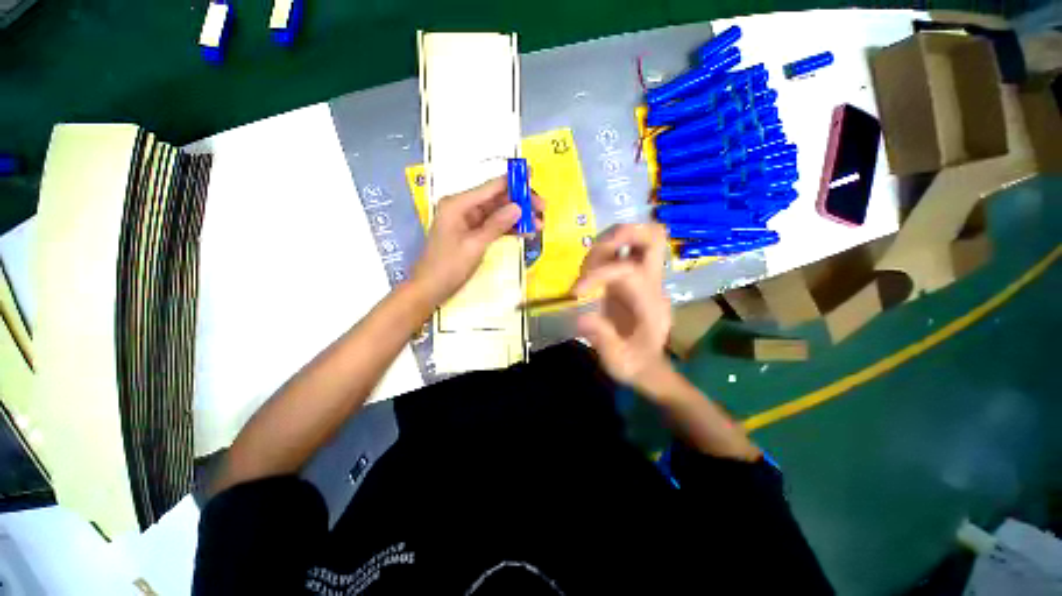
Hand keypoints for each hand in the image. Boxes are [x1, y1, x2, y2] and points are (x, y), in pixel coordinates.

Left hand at [412, 177, 541, 306]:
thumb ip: (496, 225)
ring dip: (518, 218)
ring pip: (498, 213)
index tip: (534, 178)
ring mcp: (468, 221)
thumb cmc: (448, 267)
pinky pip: (494, 226)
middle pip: (496, 199)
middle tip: (543, 209)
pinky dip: (509, 229)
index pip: (491, 187)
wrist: (430, 289)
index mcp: (458, 204)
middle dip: (520, 203)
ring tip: (539, 224)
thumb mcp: (475, 245)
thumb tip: (518, 207)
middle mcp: (463, 207)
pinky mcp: (472, 233)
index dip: (513, 182)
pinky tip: (525, 232)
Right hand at [573, 223, 672, 390]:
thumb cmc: (635, 365)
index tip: (576, 291)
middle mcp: (650, 283)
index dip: (600, 274)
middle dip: (623, 234)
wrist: (648, 368)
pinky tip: (588, 274)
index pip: (629, 270)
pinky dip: (603, 252)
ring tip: (587, 270)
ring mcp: (641, 278)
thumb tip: (579, 316)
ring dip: (607, 243)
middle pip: (653, 237)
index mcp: (650, 303)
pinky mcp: (630, 280)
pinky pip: (620, 251)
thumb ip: (603, 338)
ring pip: (634, 238)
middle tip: (596, 250)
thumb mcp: (618, 360)